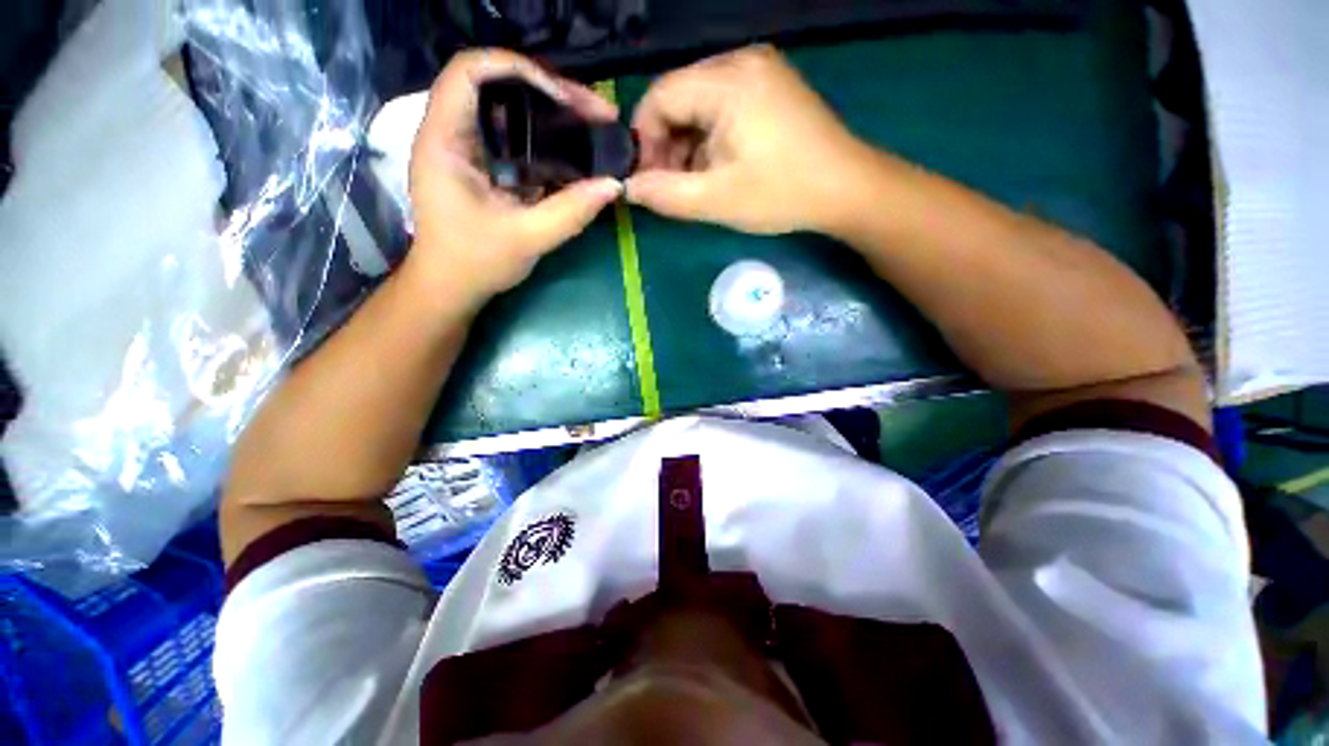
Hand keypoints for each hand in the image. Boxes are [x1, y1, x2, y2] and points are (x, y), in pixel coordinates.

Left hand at [408, 49, 623, 308]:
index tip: (564, 100)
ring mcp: (467, 149)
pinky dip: (546, 139)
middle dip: (548, 91)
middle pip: (497, 85)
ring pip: (508, 109)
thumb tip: (614, 185)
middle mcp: (451, 133)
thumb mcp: (527, 238)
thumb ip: (571, 212)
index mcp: (445, 141)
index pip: (470, 72)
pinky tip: (573, 150)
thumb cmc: (476, 263)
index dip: (519, 69)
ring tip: (591, 125)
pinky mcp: (482, 165)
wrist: (452, 287)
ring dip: (551, 113)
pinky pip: (515, 137)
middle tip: (594, 112)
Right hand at [625, 45, 863, 234]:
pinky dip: (710, 139)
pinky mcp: (770, 88)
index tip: (647, 180)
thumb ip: (666, 194)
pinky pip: (722, 107)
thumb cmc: (781, 194)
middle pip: (679, 98)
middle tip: (670, 187)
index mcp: (727, 80)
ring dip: (688, 146)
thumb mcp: (717, 200)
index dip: (644, 140)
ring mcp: (759, 72)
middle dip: (666, 145)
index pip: (659, 97)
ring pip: (699, 105)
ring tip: (694, 183)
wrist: (846, 189)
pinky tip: (716, 168)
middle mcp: (741, 62)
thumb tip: (628, 187)